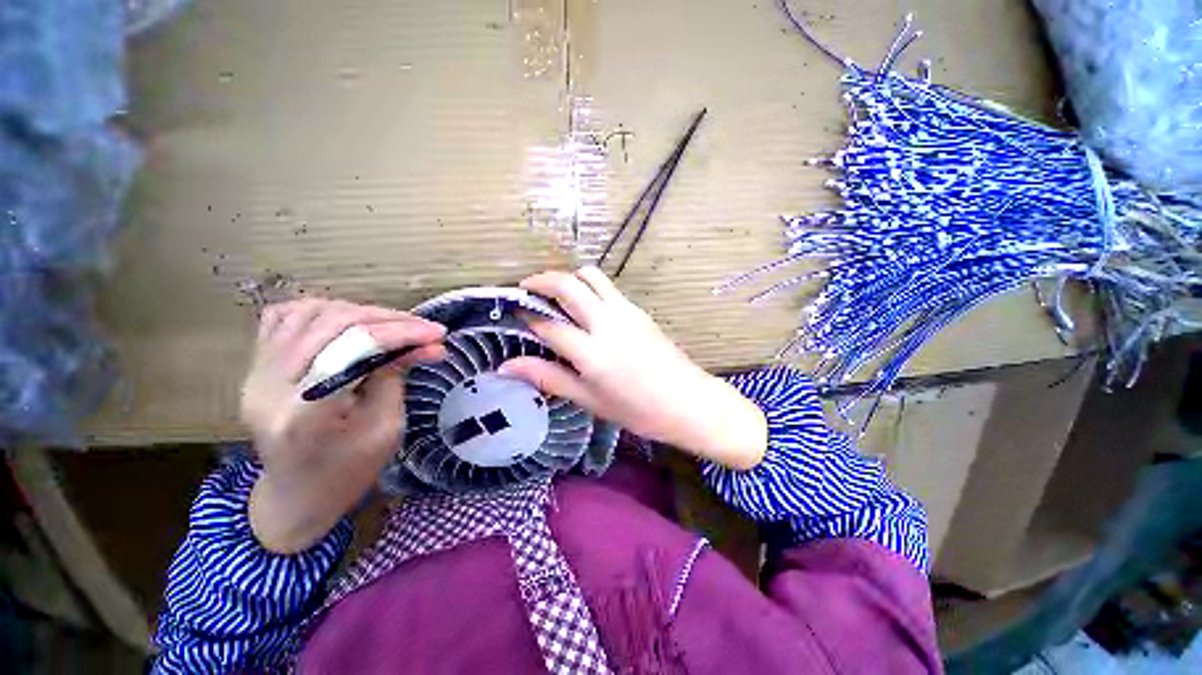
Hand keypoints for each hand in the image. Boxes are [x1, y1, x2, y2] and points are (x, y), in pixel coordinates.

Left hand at [243, 299, 445, 553]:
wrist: (296, 495)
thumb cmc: (348, 472)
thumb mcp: (386, 428)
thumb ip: (397, 376)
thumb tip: (427, 343)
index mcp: (305, 415)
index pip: (353, 351)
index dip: (400, 334)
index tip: (438, 333)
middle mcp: (270, 387)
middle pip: (333, 325)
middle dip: (388, 319)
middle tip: (425, 328)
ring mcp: (256, 374)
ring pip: (309, 313)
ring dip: (360, 311)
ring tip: (393, 324)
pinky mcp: (255, 367)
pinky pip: (283, 317)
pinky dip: (322, 310)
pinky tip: (349, 320)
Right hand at [499, 268, 766, 469]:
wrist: (689, 401)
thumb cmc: (638, 411)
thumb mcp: (589, 400)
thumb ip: (549, 378)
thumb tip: (507, 367)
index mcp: (592, 353)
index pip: (548, 325)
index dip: (526, 318)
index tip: (513, 316)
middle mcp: (607, 323)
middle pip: (567, 285)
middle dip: (540, 280)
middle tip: (525, 290)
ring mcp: (626, 311)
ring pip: (590, 276)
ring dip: (567, 277)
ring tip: (555, 294)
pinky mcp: (639, 309)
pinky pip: (607, 287)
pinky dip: (588, 286)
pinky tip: (585, 306)